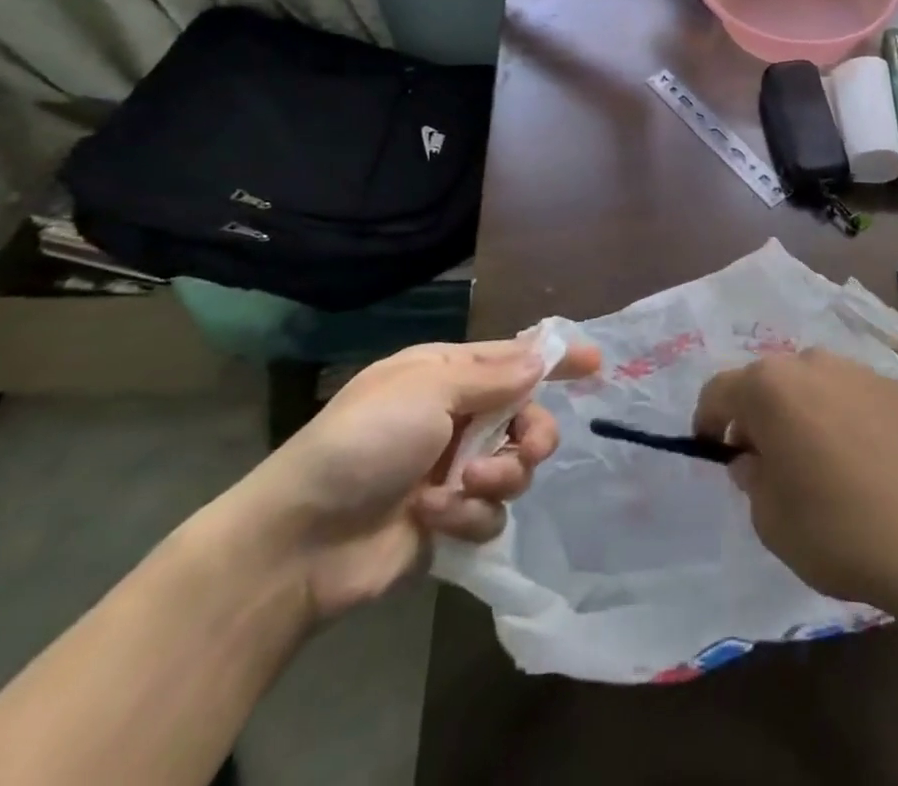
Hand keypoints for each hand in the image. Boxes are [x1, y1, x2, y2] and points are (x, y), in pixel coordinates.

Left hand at [221, 336, 599, 619]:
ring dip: (498, 477)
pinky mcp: (449, 520)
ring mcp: (453, 470)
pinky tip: (434, 518)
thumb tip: (540, 357)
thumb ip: (493, 376)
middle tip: (528, 446)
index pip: (514, 358)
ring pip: (516, 467)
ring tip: (463, 487)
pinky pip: (491, 512)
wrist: (300, 540)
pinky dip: (468, 514)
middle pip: (526, 417)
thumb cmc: (363, 442)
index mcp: (447, 375)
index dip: (555, 360)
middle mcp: (456, 417)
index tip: (597, 363)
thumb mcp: (428, 390)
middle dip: (533, 432)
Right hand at [693, 348, 897, 611]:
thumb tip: (754, 458)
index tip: (713, 450)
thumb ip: (751, 478)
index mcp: (769, 387)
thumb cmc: (834, 528)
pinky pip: (852, 394)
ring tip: (817, 457)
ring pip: (812, 382)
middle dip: (759, 414)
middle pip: (769, 381)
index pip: (719, 390)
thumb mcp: (769, 518)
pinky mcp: (895, 388)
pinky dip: (843, 415)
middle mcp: (810, 362)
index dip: (708, 420)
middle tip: (766, 459)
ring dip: (802, 409)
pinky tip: (860, 457)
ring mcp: (856, 370)